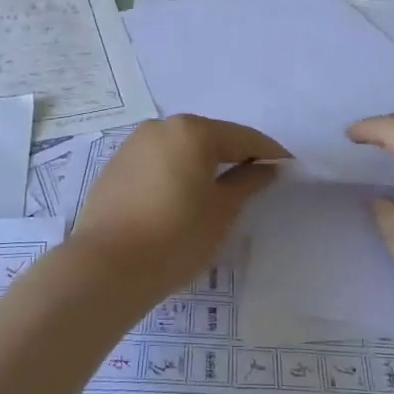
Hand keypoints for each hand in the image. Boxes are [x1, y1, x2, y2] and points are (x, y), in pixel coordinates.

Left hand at [71, 116, 289, 306]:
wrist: (105, 266)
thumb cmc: (175, 237)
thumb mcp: (222, 211)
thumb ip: (248, 182)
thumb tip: (266, 167)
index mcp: (192, 131)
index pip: (243, 137)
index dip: (269, 153)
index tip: (288, 169)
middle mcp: (161, 127)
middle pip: (209, 137)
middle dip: (234, 156)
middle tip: (255, 181)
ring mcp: (134, 144)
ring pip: (181, 148)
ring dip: (202, 164)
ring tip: (219, 193)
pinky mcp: (116, 166)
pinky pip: (158, 161)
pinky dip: (176, 173)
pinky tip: (181, 198)